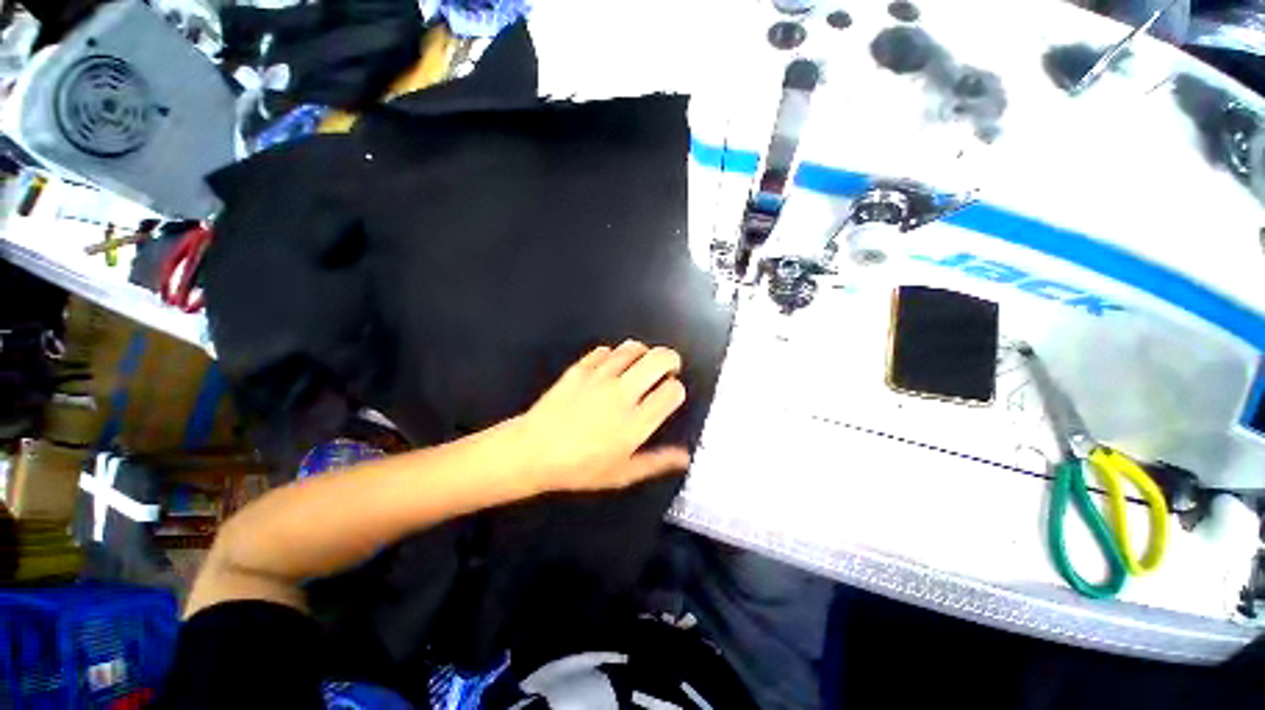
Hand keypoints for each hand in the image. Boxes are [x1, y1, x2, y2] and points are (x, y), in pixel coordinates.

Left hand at [510, 341, 690, 493]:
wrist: (533, 452)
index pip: (673, 391)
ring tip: (640, 365)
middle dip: (670, 360)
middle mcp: (622, 394)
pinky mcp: (578, 370)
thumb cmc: (579, 469)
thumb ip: (656, 462)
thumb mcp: (622, 474)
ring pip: (632, 348)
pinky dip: (613, 355)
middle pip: (659, 358)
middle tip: (667, 369)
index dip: (677, 390)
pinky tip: (610, 367)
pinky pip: (603, 351)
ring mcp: (599, 378)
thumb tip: (684, 457)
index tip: (671, 397)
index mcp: (637, 422)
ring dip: (642, 354)